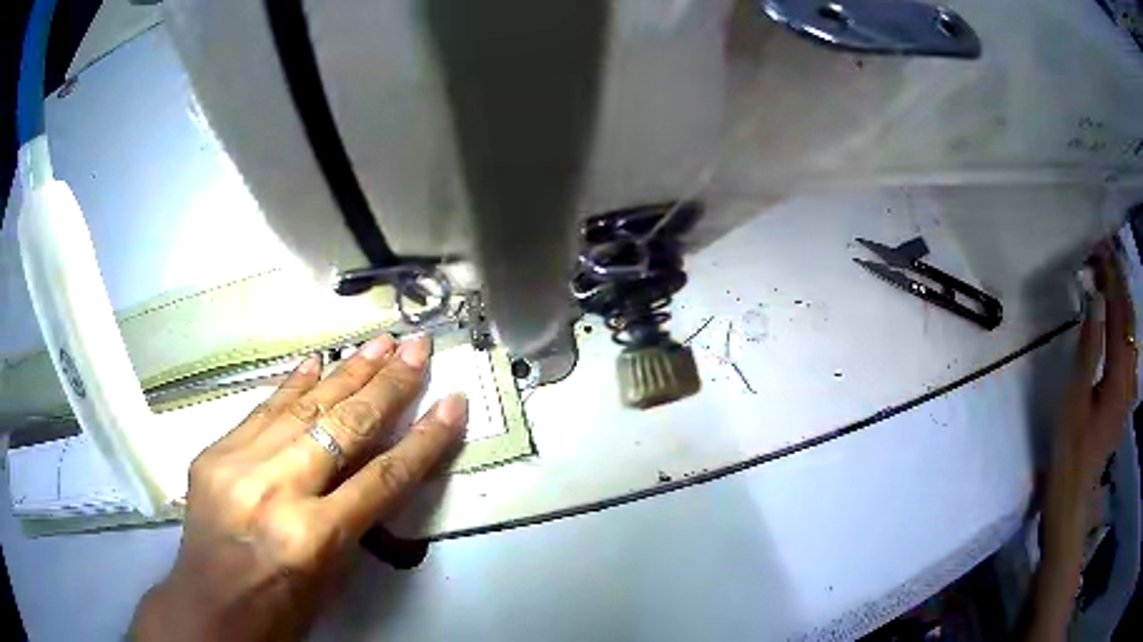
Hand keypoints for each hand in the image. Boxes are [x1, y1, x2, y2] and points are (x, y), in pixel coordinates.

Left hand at [130, 334, 467, 641]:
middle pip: (344, 428)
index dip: (425, 439)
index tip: (452, 402)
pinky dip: (292, 385)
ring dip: (346, 373)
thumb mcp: (332, 577)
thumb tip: (373, 465)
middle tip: (416, 346)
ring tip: (379, 343)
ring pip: (303, 408)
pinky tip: (316, 362)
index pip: (383, 478)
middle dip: (388, 384)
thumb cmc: (281, 610)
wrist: (210, 608)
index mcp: (312, 537)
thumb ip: (353, 520)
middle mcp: (276, 491)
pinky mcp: (213, 454)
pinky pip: (260, 411)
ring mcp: (238, 465)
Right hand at [1052, 244, 1136, 506]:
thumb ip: (1089, 347)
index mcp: (1118, 375)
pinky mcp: (1124, 398)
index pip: (1119, 313)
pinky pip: (1130, 349)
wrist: (1074, 499)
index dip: (1112, 277)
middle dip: (1120, 282)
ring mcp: (1128, 389)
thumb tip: (1096, 299)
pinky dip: (1125, 324)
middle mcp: (1129, 377)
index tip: (1100, 247)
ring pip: (1132, 333)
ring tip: (1112, 276)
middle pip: (1129, 319)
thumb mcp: (1074, 399)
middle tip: (1106, 253)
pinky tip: (1120, 319)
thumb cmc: (1070, 451)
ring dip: (1123, 300)